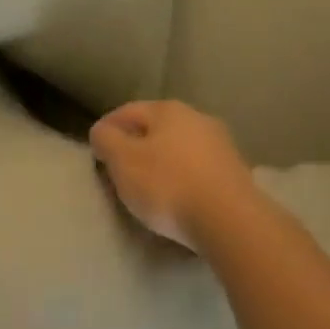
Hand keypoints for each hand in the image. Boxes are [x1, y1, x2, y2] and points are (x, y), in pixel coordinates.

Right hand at [89, 100, 260, 251]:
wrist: (230, 219)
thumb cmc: (169, 185)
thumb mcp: (124, 162)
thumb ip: (107, 141)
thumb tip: (101, 130)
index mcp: (167, 109)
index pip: (128, 111)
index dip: (108, 128)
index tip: (95, 149)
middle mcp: (196, 116)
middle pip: (156, 127)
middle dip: (136, 144)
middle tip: (119, 169)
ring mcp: (219, 143)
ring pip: (179, 147)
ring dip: (162, 161)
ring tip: (148, 186)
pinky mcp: (234, 171)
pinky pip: (198, 169)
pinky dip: (183, 177)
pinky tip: (179, 197)